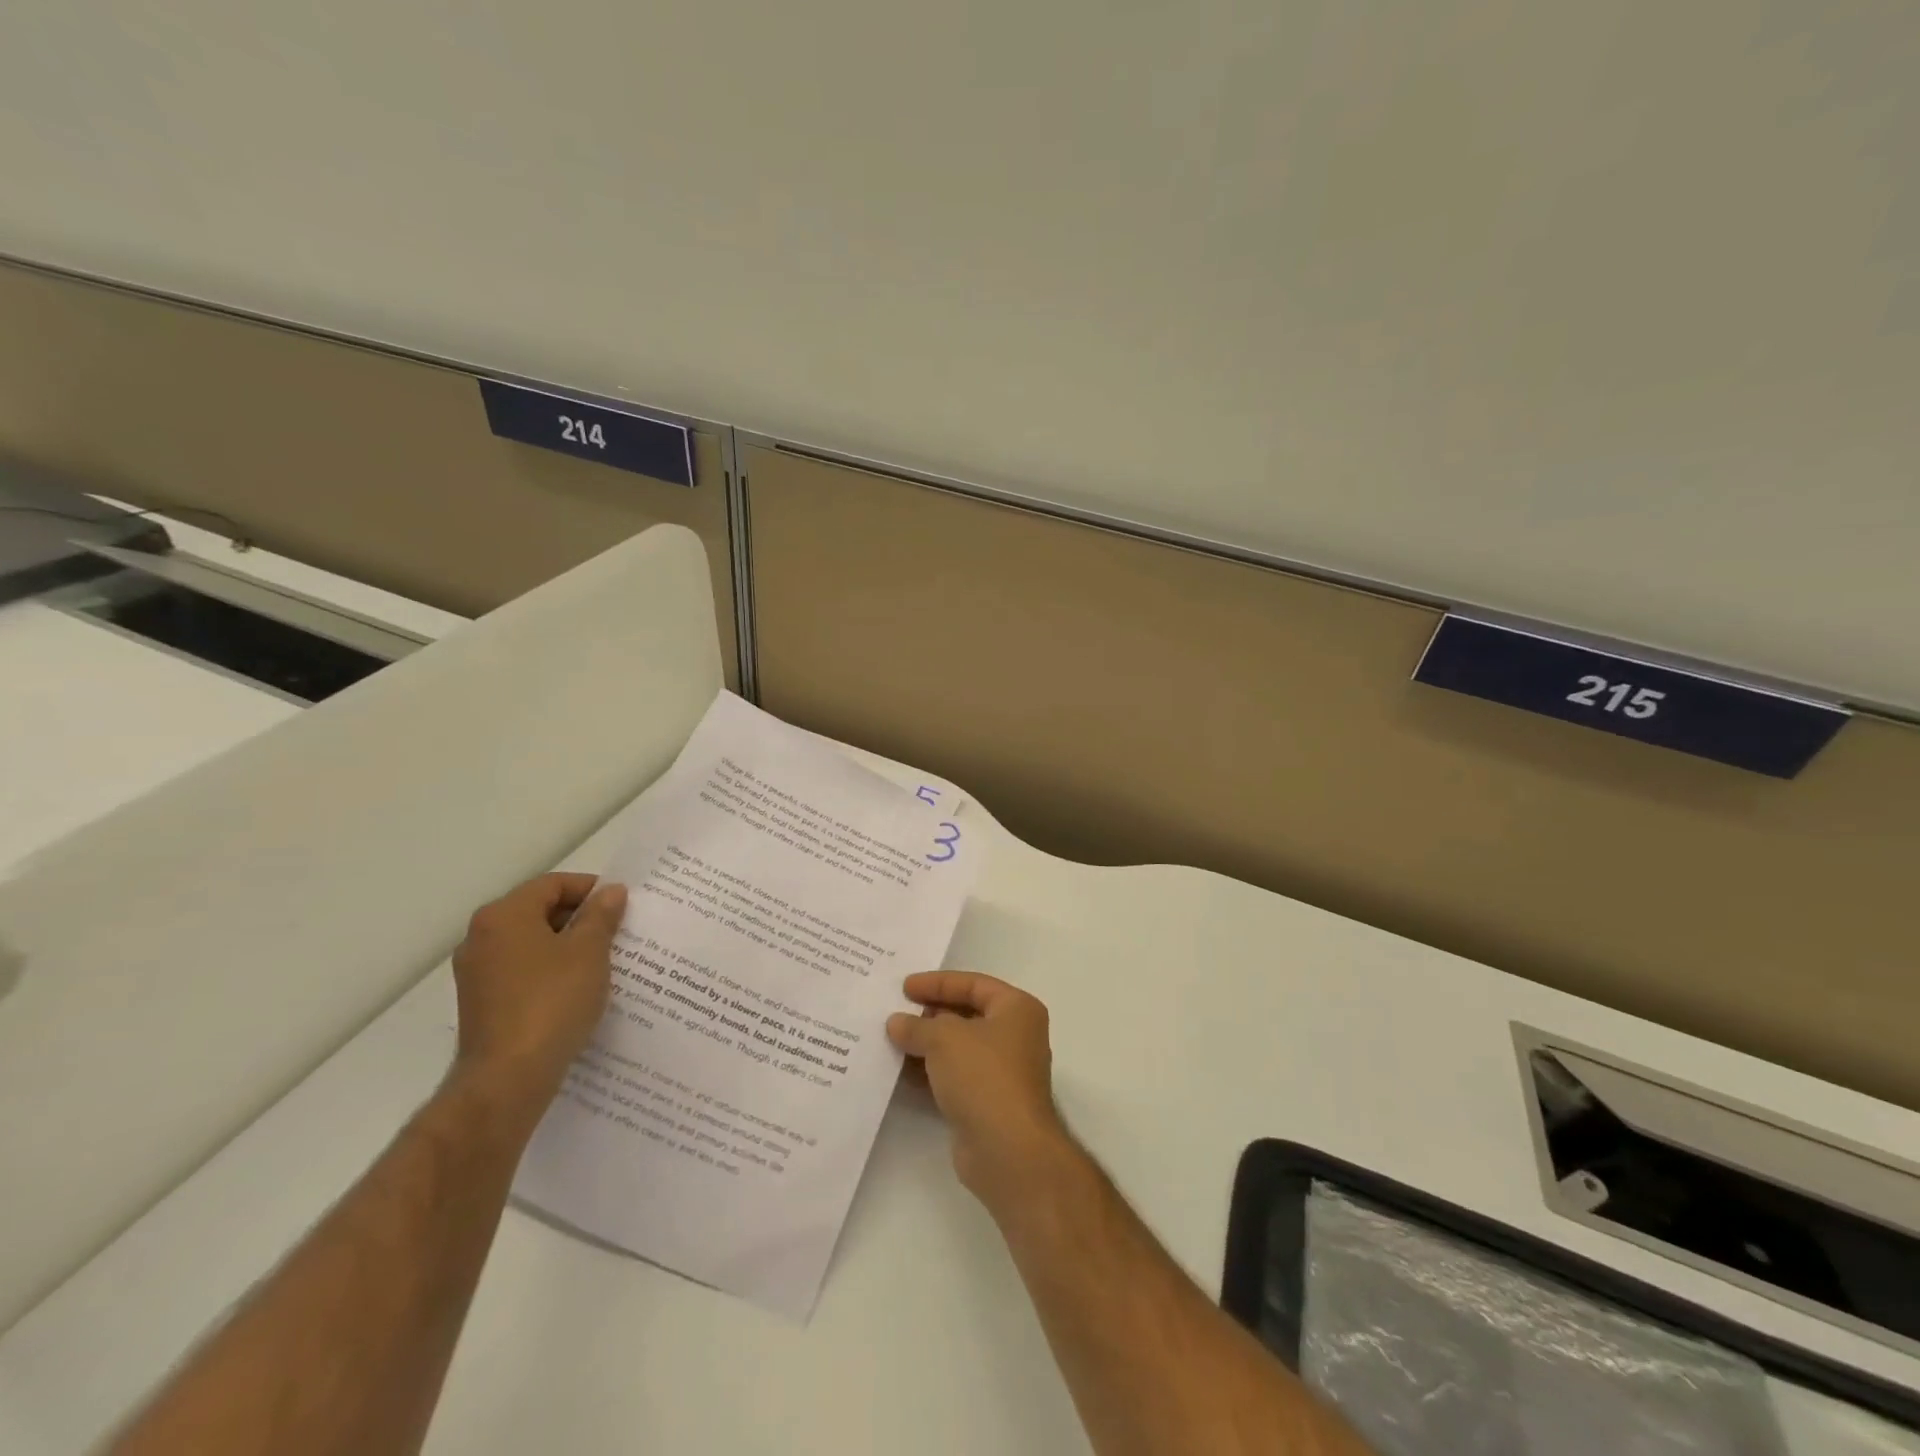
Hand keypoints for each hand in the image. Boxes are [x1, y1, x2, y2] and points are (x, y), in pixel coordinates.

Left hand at [450, 873, 627, 1109]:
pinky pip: (523, 972)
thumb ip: (601, 915)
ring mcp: (477, 973)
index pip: (552, 884)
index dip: (590, 889)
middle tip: (618, 931)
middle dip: (580, 918)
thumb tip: (610, 891)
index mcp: (504, 916)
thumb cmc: (552, 1002)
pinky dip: (551, 972)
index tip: (622, 905)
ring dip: (567, 947)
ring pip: (532, 944)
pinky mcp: (482, 1003)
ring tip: (604, 961)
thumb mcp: (589, 951)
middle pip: (539, 911)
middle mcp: (482, 938)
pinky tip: (578, 989)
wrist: (508, 1079)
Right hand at [887, 971, 1071, 1206]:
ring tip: (889, 1039)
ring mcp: (1001, 1072)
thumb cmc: (983, 1076)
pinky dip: (929, 1072)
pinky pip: (953, 1076)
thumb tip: (897, 1022)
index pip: (973, 984)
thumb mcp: (944, 1038)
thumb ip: (917, 1026)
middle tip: (894, 1012)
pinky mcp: (986, 1102)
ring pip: (958, 1048)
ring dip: (926, 1044)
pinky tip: (899, 1071)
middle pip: (966, 1015)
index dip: (938, 983)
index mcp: (1017, 1009)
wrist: (1008, 1150)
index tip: (904, 987)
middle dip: (930, 1014)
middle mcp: (1014, 1036)